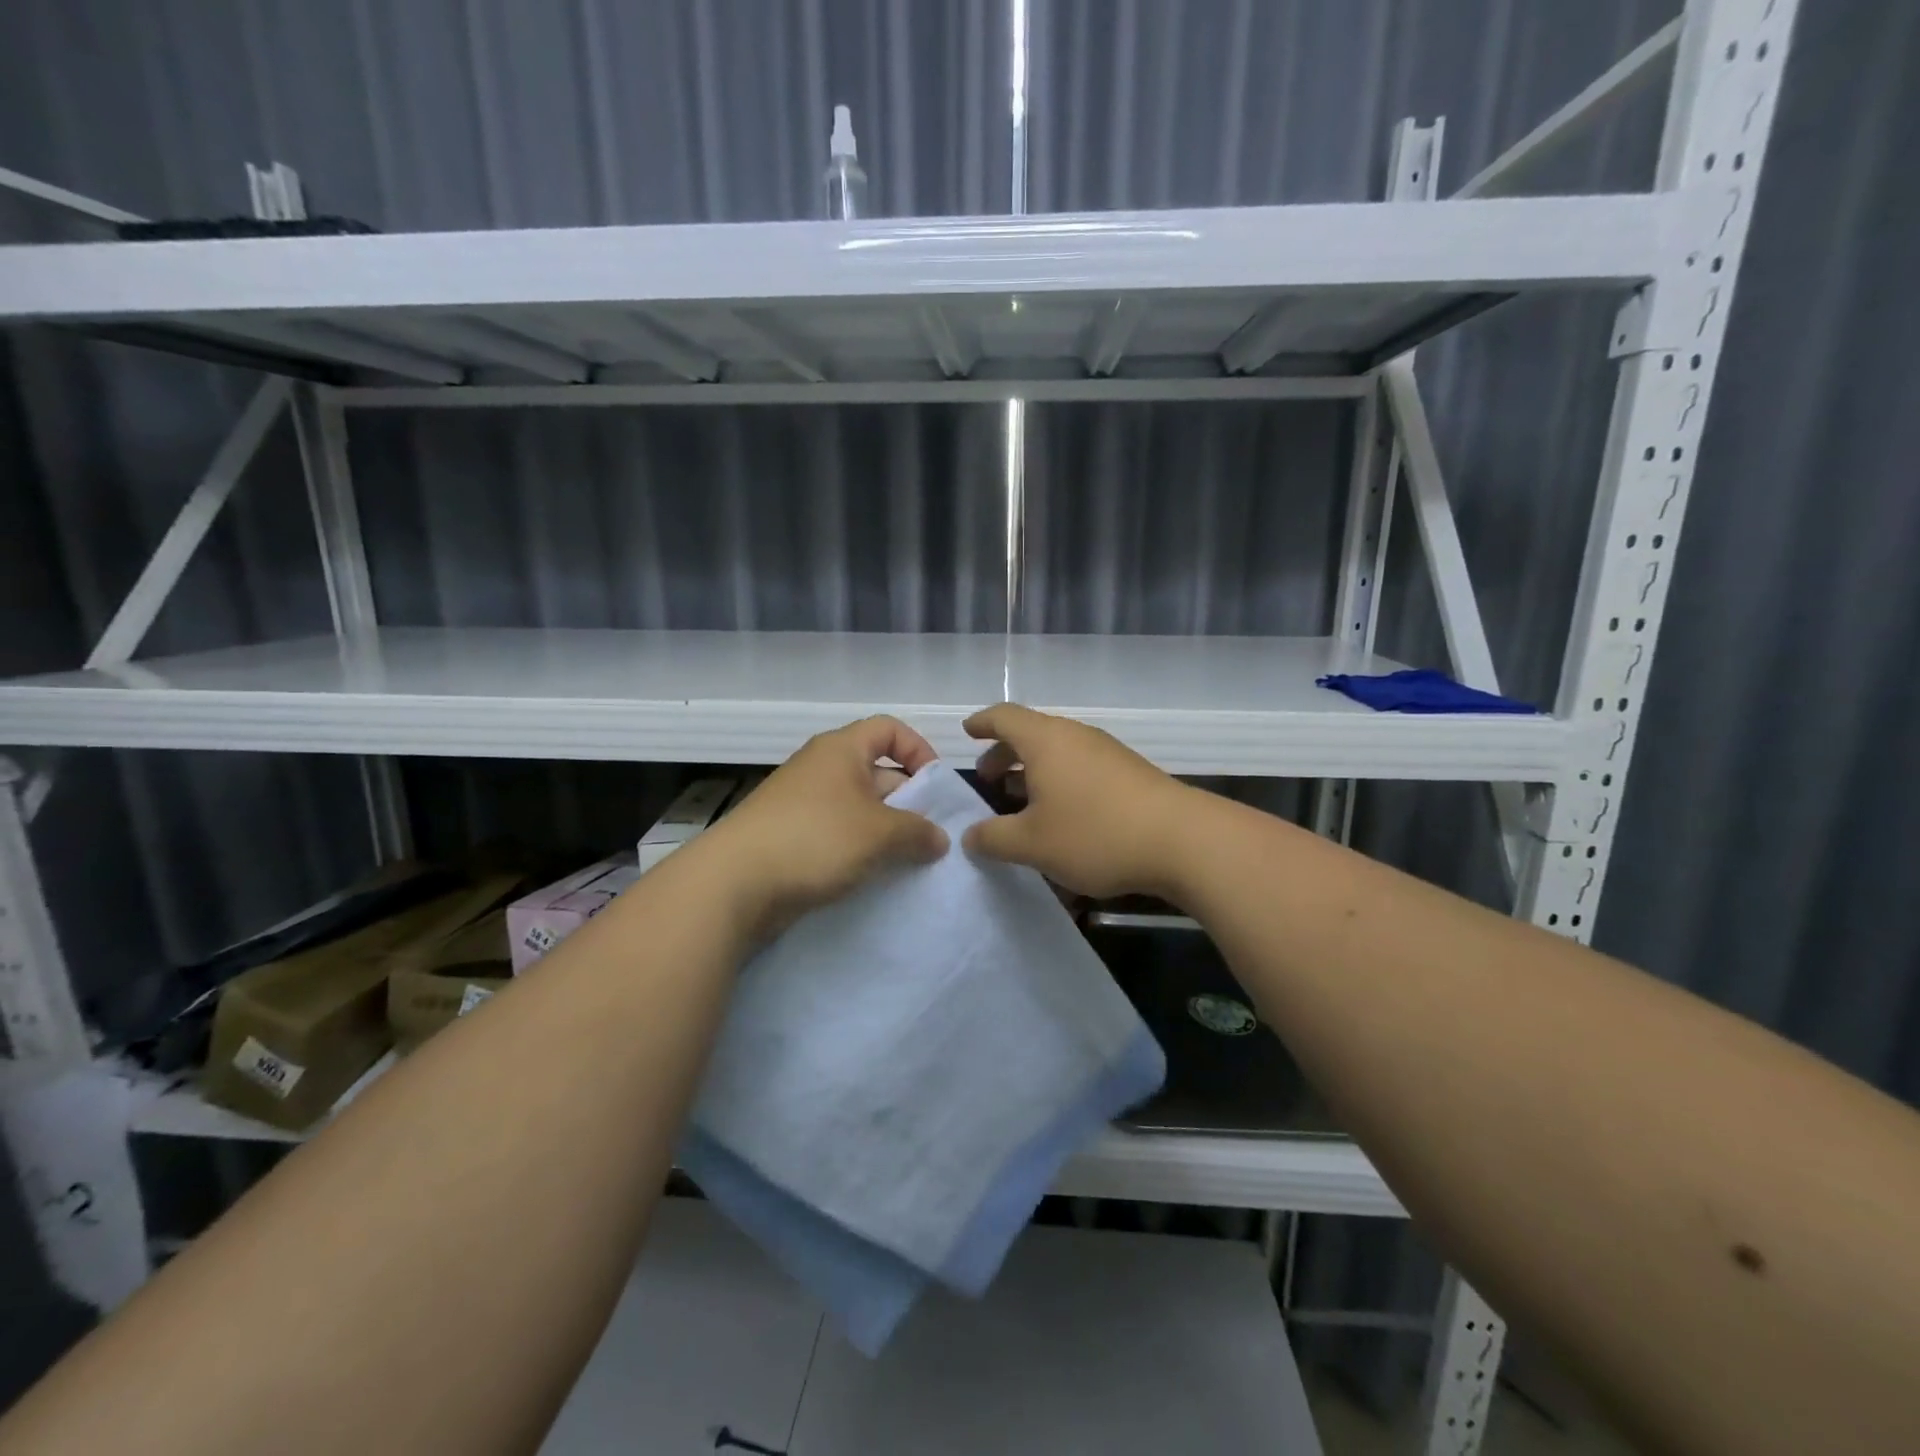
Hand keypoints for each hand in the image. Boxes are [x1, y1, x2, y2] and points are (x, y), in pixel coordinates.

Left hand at [706, 715, 948, 938]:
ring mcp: (802, 803)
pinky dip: (859, 850)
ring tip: (909, 861)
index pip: (890, 729)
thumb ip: (918, 832)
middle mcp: (821, 768)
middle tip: (931, 835)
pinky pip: (837, 834)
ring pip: (858, 808)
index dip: (919, 750)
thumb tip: (939, 839)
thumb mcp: (880, 834)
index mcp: (841, 750)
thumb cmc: (815, 839)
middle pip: (877, 771)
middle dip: (907, 800)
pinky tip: (874, 876)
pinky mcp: (791, 837)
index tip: (936, 787)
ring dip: (885, 831)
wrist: (734, 883)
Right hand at [962, 703, 1194, 899]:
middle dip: (1005, 754)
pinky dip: (1061, 782)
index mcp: (1046, 741)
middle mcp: (1076, 736)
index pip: (1004, 717)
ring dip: (1034, 771)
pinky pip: (1081, 768)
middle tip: (989, 780)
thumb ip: (993, 838)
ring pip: (1059, 752)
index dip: (982, 723)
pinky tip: (1063, 817)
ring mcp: (1107, 753)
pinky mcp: (1130, 773)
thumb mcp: (1032, 844)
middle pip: (1032, 734)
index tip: (967, 733)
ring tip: (1021, 801)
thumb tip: (971, 835)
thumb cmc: (1095, 833)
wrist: (1182, 841)